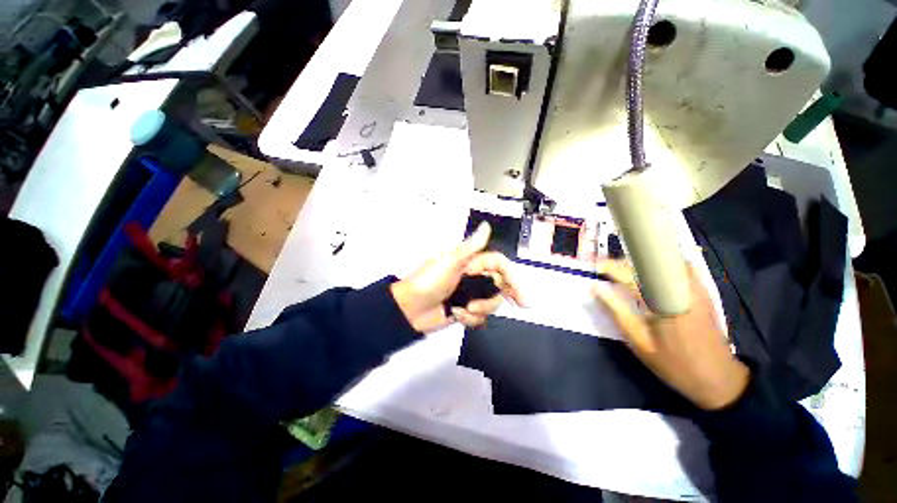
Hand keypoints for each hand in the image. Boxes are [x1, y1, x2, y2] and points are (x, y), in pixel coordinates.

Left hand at [390, 222, 523, 332]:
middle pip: (499, 286)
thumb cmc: (430, 282)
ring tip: (462, 309)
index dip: (512, 277)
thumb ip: (471, 247)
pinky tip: (456, 316)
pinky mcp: (464, 310)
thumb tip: (486, 226)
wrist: (409, 310)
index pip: (499, 266)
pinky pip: (479, 316)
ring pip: (490, 303)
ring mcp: (469, 294)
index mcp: (470, 263)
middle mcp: (472, 277)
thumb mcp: (450, 262)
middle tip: (511, 306)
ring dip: (479, 309)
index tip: (521, 294)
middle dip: (497, 297)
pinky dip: (470, 319)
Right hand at [592, 259, 748, 410]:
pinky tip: (651, 275)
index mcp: (663, 303)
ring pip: (666, 261)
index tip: (596, 266)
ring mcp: (696, 288)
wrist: (720, 379)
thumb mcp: (639, 342)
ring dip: (642, 263)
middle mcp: (681, 289)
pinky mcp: (704, 292)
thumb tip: (595, 288)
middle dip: (625, 262)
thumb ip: (616, 312)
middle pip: (649, 263)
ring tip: (625, 271)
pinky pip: (681, 268)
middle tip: (606, 269)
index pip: (633, 275)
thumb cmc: (675, 364)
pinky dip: (662, 266)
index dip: (612, 267)